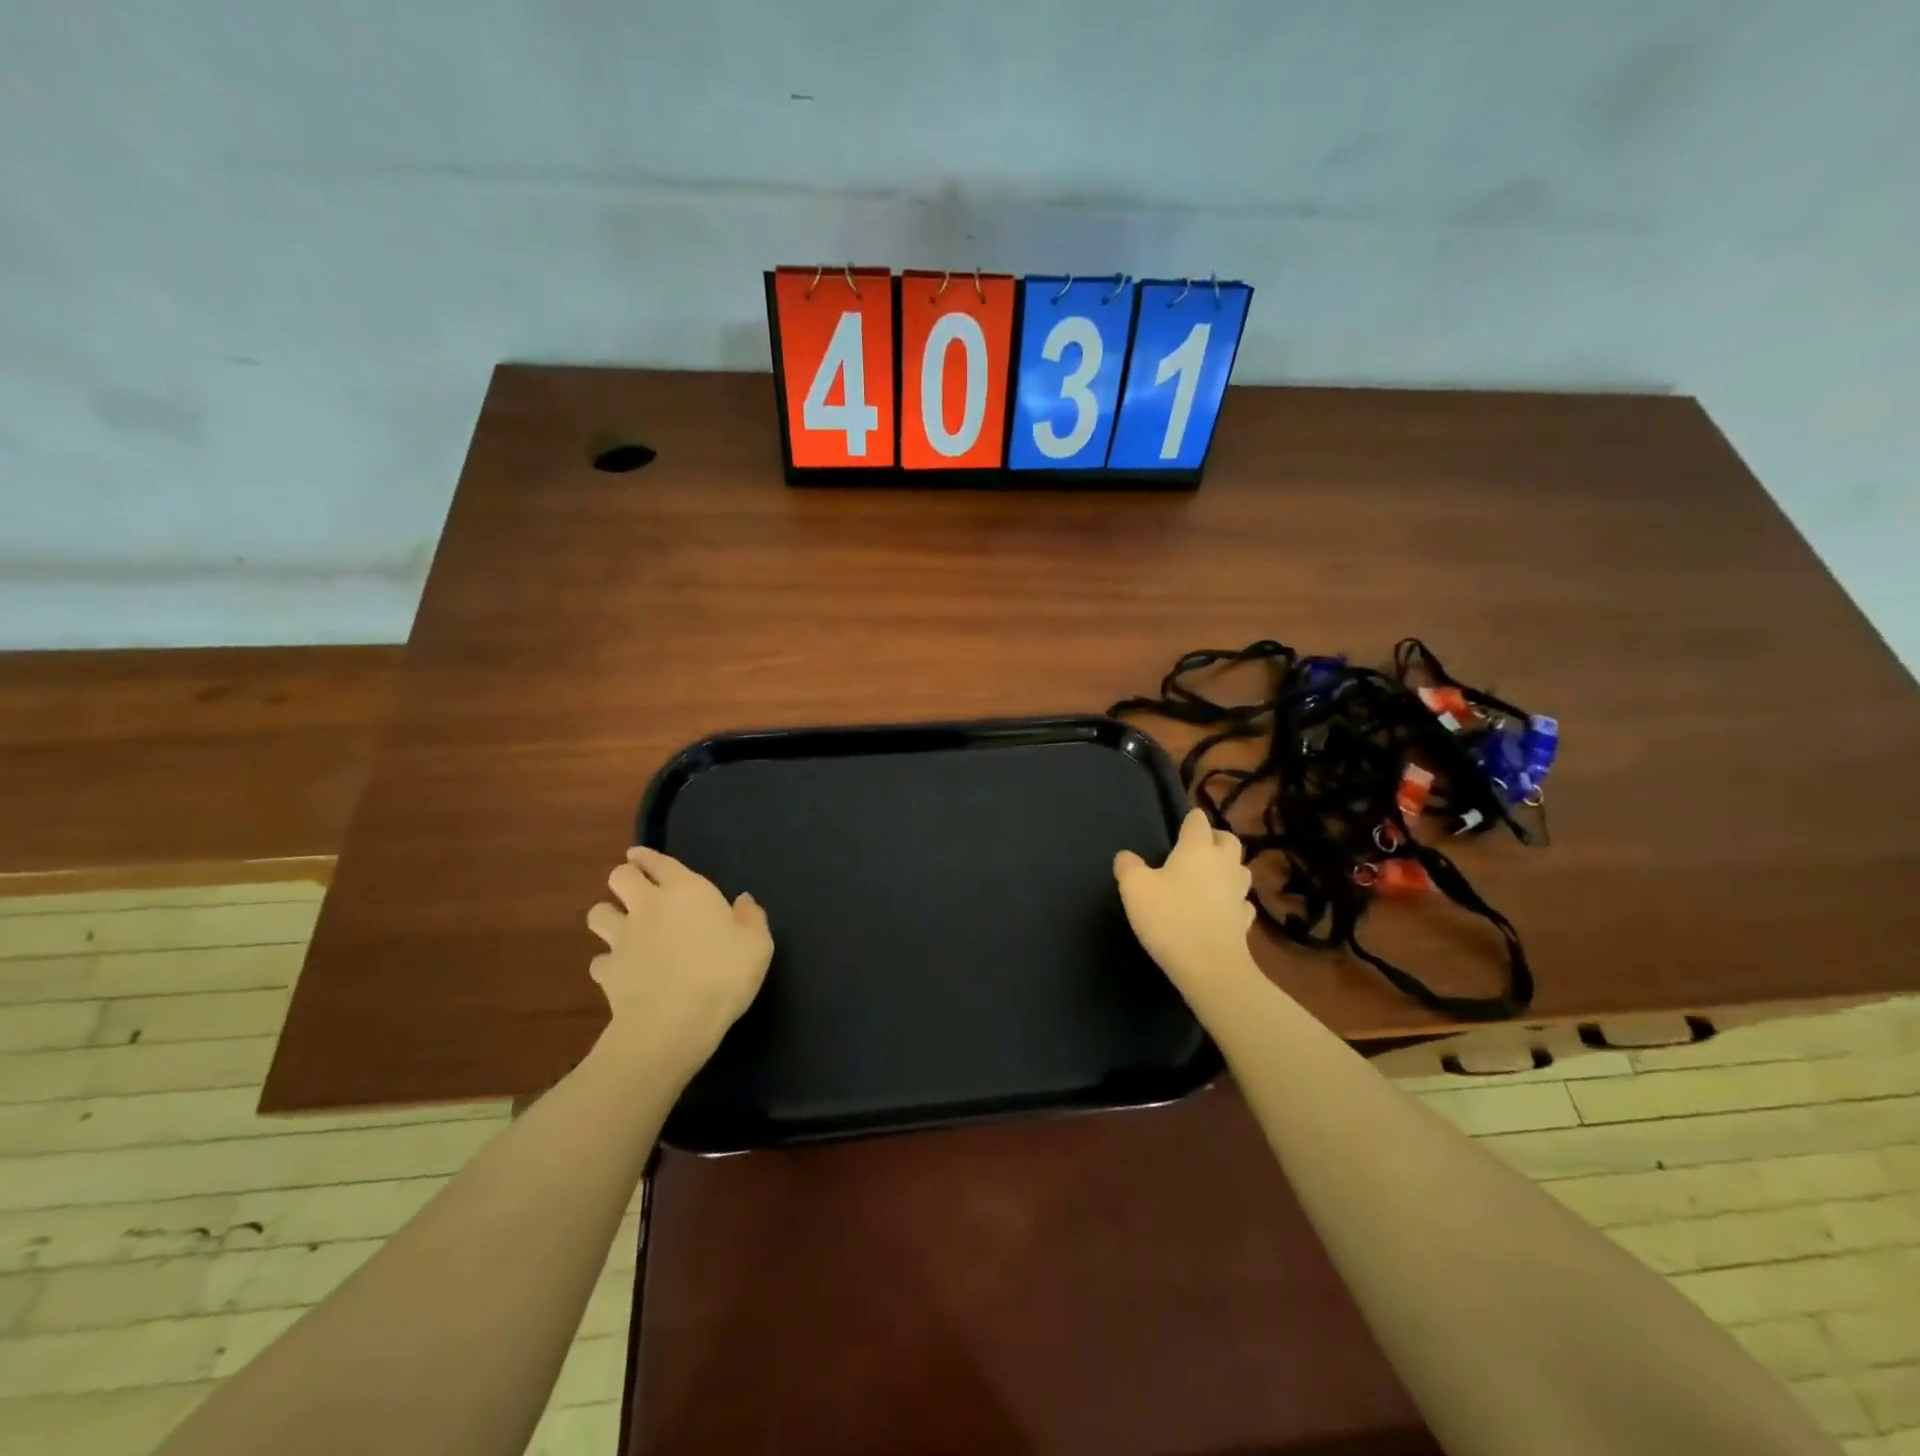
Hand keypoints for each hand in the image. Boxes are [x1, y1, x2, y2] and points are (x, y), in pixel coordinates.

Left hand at [586, 848, 773, 1073]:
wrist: (674, 1022)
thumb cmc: (723, 974)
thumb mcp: (757, 945)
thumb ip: (751, 918)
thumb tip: (743, 900)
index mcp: (686, 891)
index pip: (658, 862)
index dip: (647, 857)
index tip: (640, 856)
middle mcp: (648, 906)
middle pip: (620, 877)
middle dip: (626, 877)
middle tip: (636, 888)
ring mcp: (622, 939)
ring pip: (598, 913)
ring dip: (608, 915)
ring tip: (621, 926)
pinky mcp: (607, 972)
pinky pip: (599, 960)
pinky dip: (608, 962)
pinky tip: (620, 971)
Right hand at [1115, 808, 1258, 999]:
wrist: (1210, 967)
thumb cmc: (1170, 918)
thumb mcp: (1134, 888)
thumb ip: (1128, 866)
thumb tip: (1126, 856)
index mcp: (1197, 848)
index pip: (1198, 820)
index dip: (1189, 820)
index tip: (1179, 826)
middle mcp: (1224, 863)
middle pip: (1228, 839)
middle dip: (1214, 839)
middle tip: (1196, 849)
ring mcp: (1239, 892)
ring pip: (1240, 868)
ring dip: (1227, 867)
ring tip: (1209, 876)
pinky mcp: (1245, 920)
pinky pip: (1241, 901)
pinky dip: (1232, 899)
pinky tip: (1220, 908)